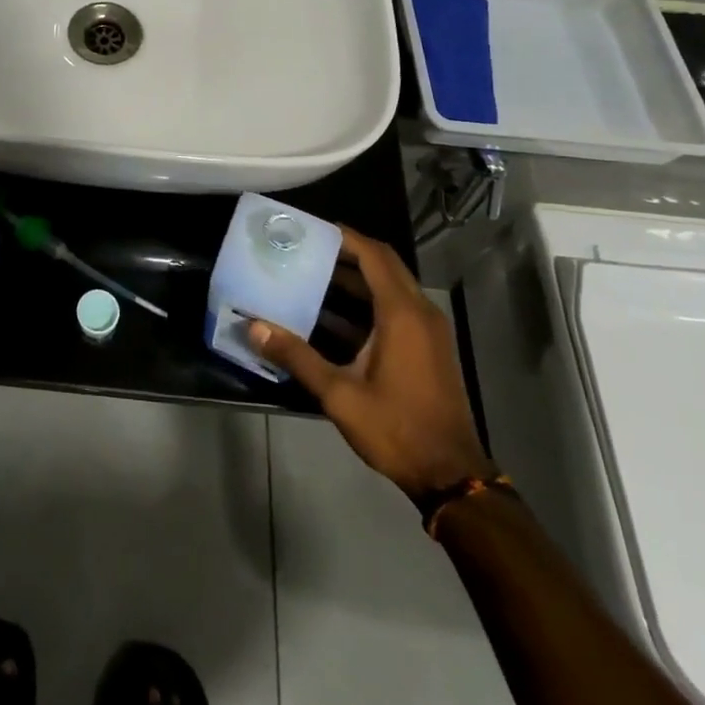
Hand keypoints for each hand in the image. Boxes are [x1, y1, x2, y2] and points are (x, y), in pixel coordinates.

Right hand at [249, 227, 491, 504]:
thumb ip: (296, 356)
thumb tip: (253, 327)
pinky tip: (334, 317)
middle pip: (385, 264)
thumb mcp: (339, 394)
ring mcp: (430, 330)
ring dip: (357, 278)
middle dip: (347, 252)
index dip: (345, 236)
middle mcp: (420, 312)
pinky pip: (398, 307)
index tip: (311, 228)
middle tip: (307, 248)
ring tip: (312, 275)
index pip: (374, 255)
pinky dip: (369, 302)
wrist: (451, 475)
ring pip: (392, 286)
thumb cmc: (396, 428)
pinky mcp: (430, 348)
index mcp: (402, 313)